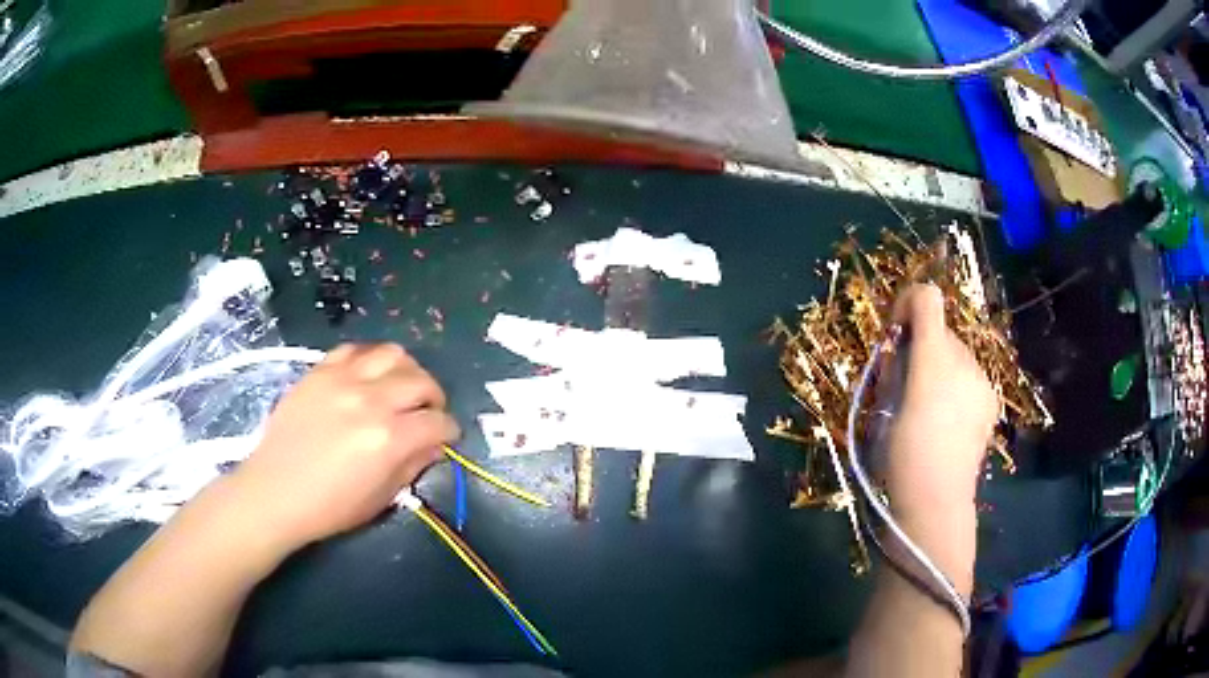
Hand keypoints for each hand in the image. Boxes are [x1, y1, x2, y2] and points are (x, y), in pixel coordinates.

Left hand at [230, 344, 459, 553]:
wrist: (276, 492)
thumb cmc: (330, 507)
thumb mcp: (381, 498)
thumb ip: (413, 465)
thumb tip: (433, 444)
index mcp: (389, 440)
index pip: (438, 422)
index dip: (449, 431)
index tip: (445, 437)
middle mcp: (371, 401)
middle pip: (421, 381)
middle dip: (434, 398)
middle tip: (426, 412)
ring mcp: (342, 380)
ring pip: (393, 354)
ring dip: (406, 371)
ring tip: (400, 388)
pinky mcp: (319, 372)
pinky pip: (354, 350)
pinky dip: (370, 360)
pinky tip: (367, 377)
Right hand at [883, 285, 998, 515]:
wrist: (936, 501)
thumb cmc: (901, 457)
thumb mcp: (885, 406)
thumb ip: (894, 366)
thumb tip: (900, 346)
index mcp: (933, 359)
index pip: (927, 298)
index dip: (907, 303)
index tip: (895, 335)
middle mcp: (964, 360)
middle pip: (941, 330)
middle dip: (921, 345)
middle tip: (905, 383)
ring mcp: (982, 380)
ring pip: (956, 353)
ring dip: (939, 366)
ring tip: (928, 406)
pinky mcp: (991, 399)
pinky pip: (969, 376)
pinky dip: (956, 385)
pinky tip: (948, 419)